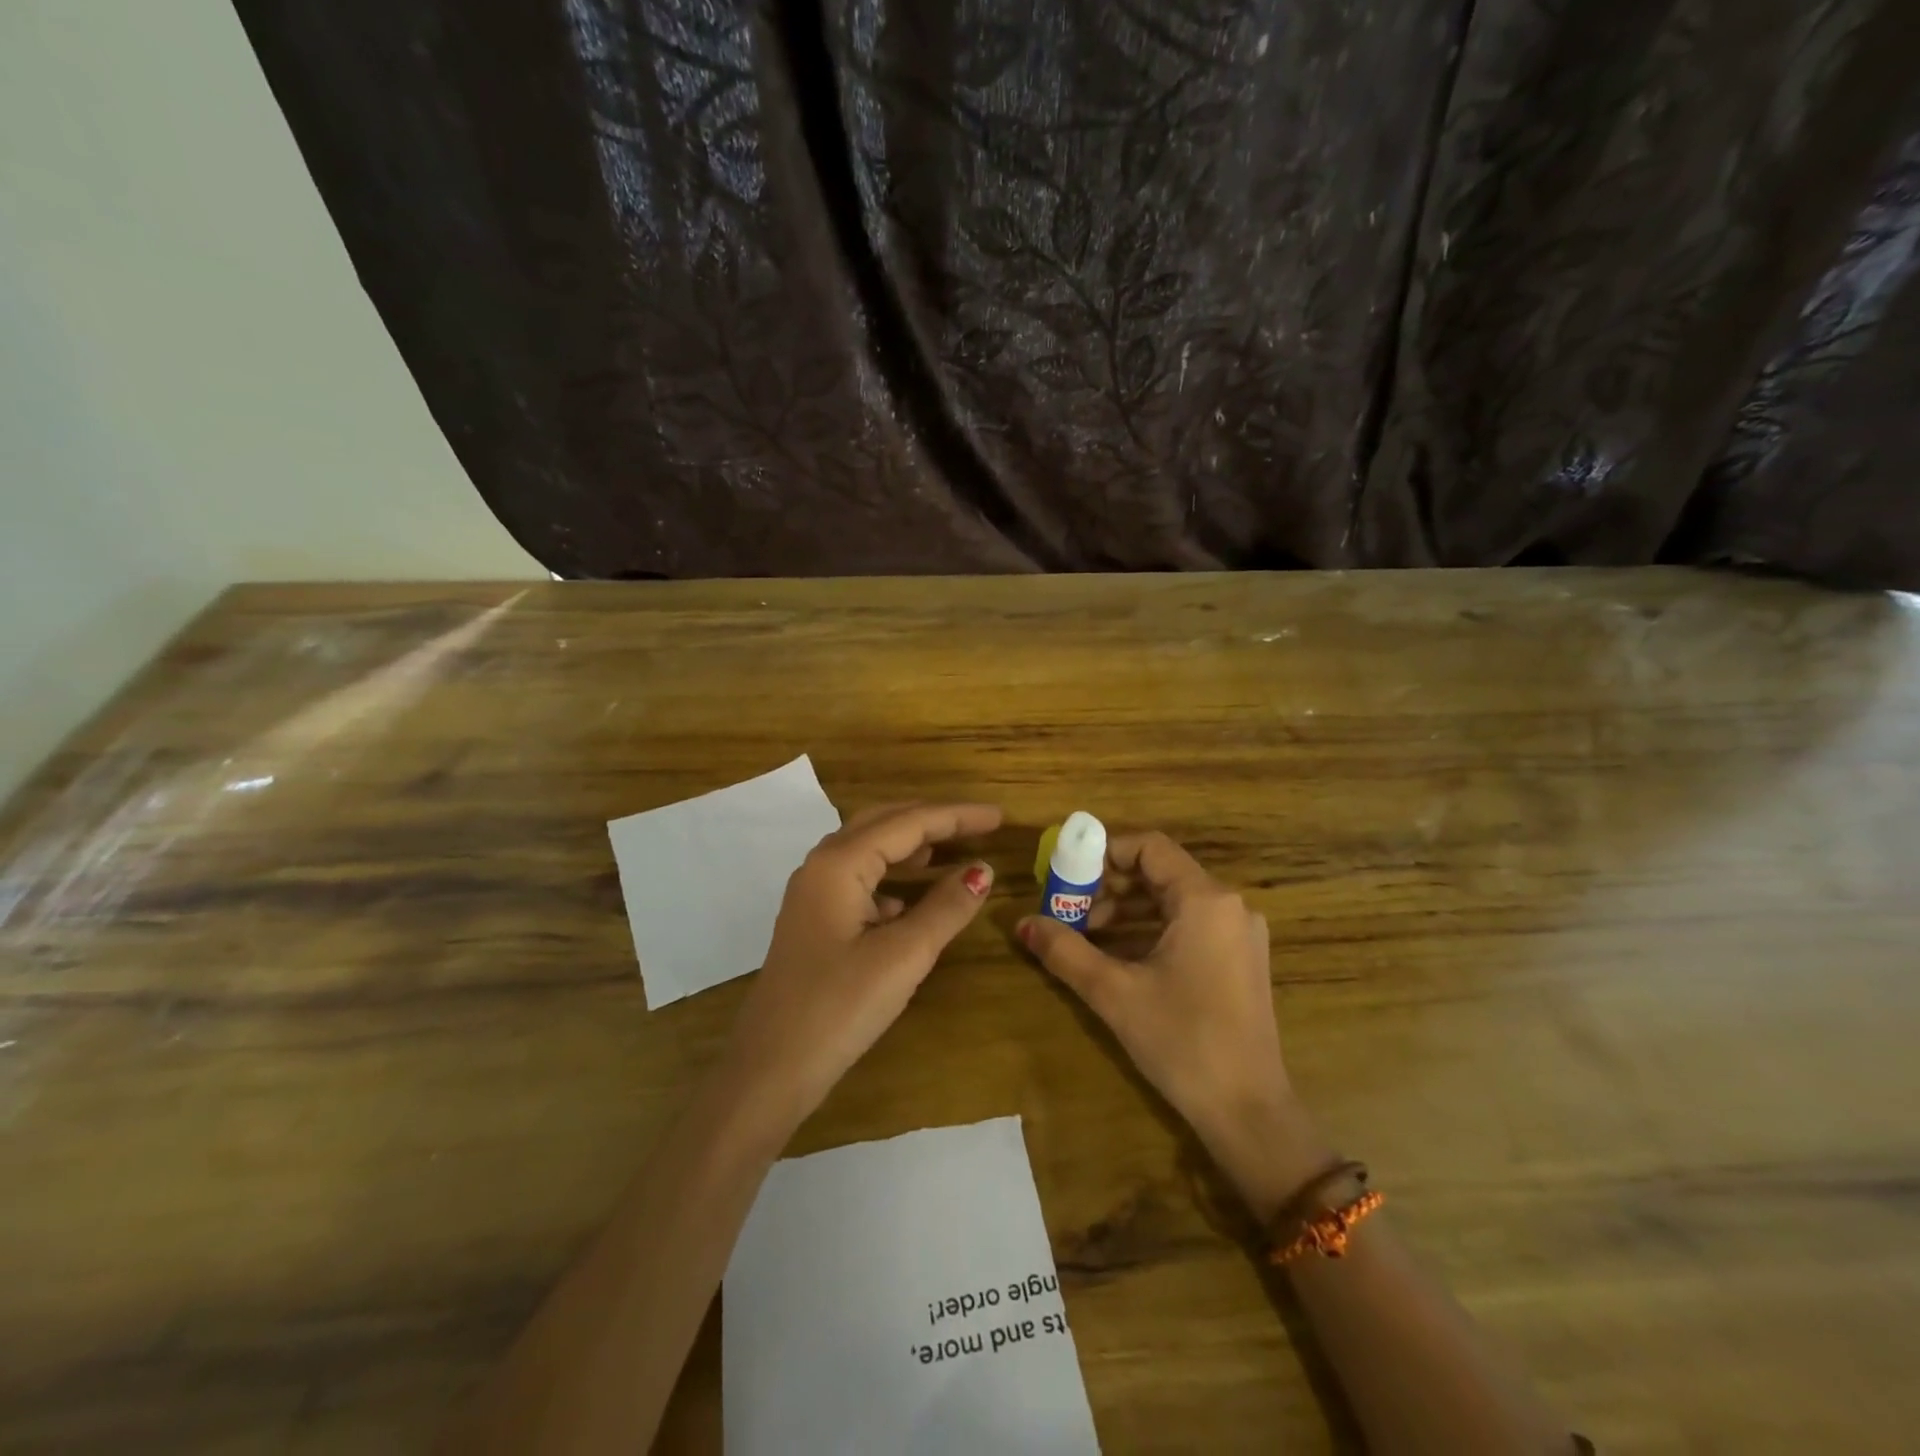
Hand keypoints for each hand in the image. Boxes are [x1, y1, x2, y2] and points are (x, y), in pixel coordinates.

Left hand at [721, 802, 1002, 1124]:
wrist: (770, 1070)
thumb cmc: (839, 1007)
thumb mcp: (903, 956)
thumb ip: (946, 907)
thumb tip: (982, 870)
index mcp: (839, 863)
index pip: (908, 822)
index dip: (957, 816)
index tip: (1000, 816)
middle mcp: (822, 866)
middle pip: (884, 823)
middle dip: (934, 821)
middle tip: (980, 826)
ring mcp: (814, 894)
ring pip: (870, 851)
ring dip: (913, 846)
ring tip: (955, 849)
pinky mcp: (816, 921)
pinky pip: (862, 881)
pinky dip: (895, 878)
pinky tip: (916, 898)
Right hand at [1017, 831, 1328, 1215]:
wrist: (1249, 1112)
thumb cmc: (1183, 1041)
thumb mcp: (1115, 993)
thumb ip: (1065, 951)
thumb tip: (1022, 924)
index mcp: (1206, 900)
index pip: (1149, 847)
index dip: (1104, 852)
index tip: (1068, 873)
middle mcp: (1229, 906)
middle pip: (1160, 873)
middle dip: (1109, 886)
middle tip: (1069, 908)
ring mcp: (1239, 934)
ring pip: (1172, 901)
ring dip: (1126, 910)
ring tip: (1085, 934)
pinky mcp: (1239, 960)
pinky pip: (1187, 926)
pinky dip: (1149, 930)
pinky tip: (1116, 955)